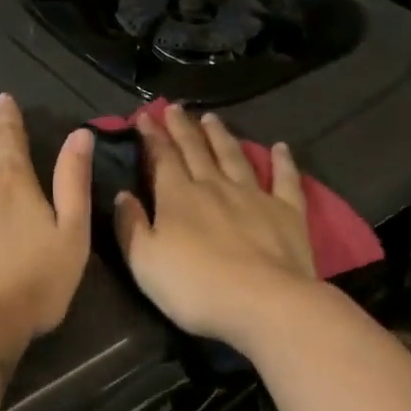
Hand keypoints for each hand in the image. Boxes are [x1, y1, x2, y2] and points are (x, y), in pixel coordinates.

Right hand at [113, 103, 318, 345]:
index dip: (151, 136)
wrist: (265, 303)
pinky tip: (280, 147)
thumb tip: (123, 195)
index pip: (162, 158)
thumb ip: (131, 226)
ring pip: (234, 157)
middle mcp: (214, 186)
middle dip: (182, 128)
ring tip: (211, 118)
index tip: (144, 116)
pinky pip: (285, 180)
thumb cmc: (196, 287)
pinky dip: (283, 161)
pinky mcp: (287, 212)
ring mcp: (254, 196)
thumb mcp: (145, 263)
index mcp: (178, 197)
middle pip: (195, 150)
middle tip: (174, 108)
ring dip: (221, 136)